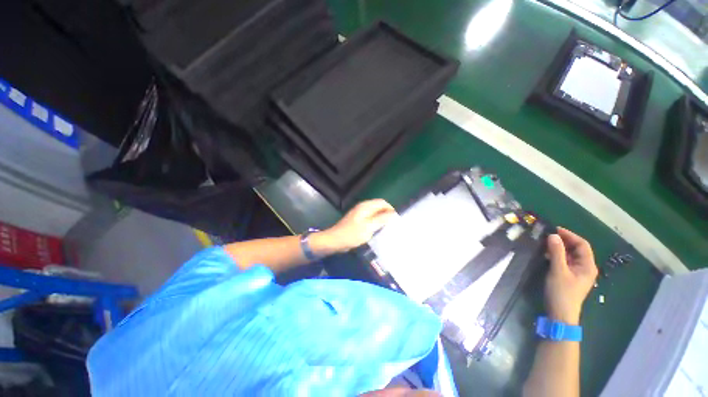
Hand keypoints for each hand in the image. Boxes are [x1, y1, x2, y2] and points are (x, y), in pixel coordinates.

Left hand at [317, 199, 396, 252]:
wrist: (335, 241)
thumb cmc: (352, 234)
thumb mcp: (369, 227)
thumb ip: (382, 219)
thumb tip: (393, 213)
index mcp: (366, 206)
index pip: (382, 202)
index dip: (390, 209)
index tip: (396, 219)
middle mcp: (363, 207)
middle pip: (379, 207)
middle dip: (387, 214)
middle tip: (393, 225)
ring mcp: (360, 214)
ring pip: (375, 213)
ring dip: (382, 219)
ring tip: (388, 228)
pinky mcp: (358, 221)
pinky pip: (370, 219)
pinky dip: (376, 222)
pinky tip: (378, 230)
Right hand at [544, 227, 597, 324]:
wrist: (560, 313)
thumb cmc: (562, 292)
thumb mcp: (558, 271)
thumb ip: (556, 252)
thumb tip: (553, 235)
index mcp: (588, 266)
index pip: (582, 244)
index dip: (570, 235)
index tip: (554, 229)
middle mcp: (585, 267)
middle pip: (577, 249)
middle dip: (564, 240)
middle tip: (548, 235)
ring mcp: (578, 273)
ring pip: (570, 255)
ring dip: (560, 248)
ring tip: (545, 243)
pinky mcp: (570, 276)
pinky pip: (565, 261)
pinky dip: (557, 255)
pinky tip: (547, 254)